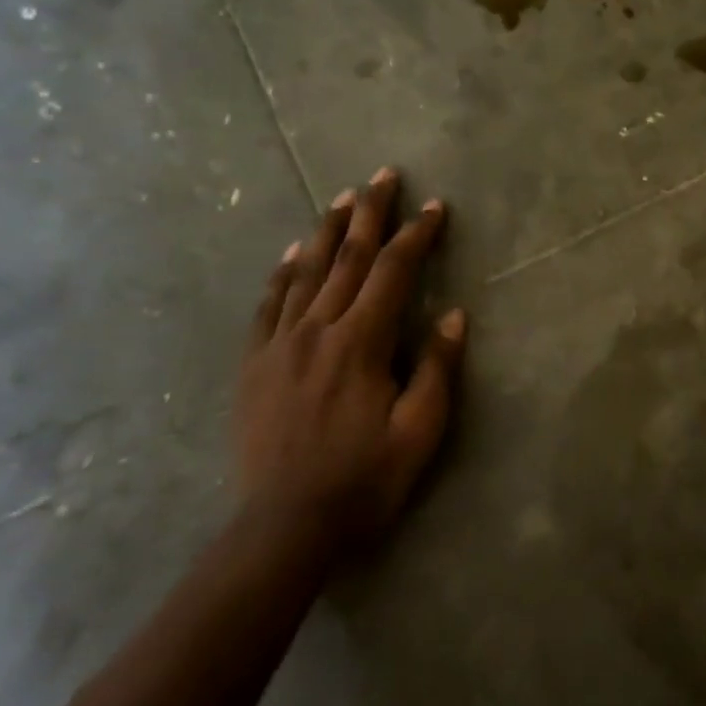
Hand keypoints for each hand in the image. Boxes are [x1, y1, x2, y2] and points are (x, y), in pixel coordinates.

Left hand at [232, 167, 466, 554]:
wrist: (283, 529)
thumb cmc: (362, 481)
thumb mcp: (419, 432)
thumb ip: (436, 369)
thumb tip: (452, 315)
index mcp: (360, 344)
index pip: (392, 273)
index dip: (415, 236)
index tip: (435, 208)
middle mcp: (317, 331)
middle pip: (346, 259)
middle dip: (369, 214)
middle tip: (383, 176)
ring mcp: (279, 345)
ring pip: (305, 273)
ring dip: (326, 231)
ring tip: (341, 198)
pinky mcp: (253, 365)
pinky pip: (267, 306)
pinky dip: (281, 274)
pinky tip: (290, 254)